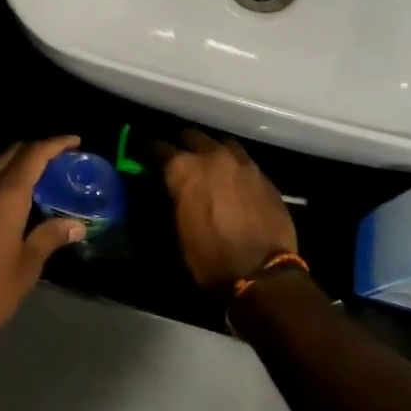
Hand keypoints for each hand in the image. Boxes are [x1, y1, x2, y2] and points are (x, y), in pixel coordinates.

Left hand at [0, 136, 86, 349]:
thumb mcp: (26, 266)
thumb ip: (50, 237)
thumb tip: (76, 225)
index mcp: (5, 195)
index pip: (33, 154)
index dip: (56, 144)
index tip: (75, 142)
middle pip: (12, 152)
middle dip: (37, 150)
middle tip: (60, 160)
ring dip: (18, 163)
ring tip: (41, 178)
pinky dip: (3, 178)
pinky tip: (15, 197)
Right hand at [157, 128, 298, 293]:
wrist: (262, 274)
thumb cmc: (210, 258)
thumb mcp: (178, 231)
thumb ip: (173, 199)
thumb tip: (170, 189)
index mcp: (185, 169)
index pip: (159, 147)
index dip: (150, 151)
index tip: (146, 156)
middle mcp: (212, 156)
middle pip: (192, 136)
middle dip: (183, 145)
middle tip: (179, 157)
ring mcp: (242, 163)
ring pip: (221, 144)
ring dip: (212, 151)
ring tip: (209, 165)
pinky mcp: (264, 176)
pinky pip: (244, 162)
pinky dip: (234, 167)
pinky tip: (234, 181)